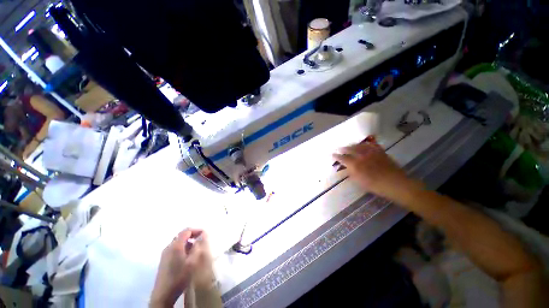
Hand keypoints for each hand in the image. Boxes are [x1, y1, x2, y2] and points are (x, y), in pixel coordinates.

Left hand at [150, 229, 214, 306]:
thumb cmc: (179, 277)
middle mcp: (169, 247)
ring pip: (178, 242)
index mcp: (176, 245)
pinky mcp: (164, 260)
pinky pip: (175, 248)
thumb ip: (198, 246)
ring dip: (188, 242)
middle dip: (193, 235)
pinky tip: (187, 257)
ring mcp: (165, 253)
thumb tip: (203, 234)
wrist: (163, 294)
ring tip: (196, 249)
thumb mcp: (192, 262)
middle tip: (202, 240)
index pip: (187, 231)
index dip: (197, 230)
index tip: (205, 234)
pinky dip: (183, 248)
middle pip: (182, 235)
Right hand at [333, 141, 413, 197]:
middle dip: (343, 149)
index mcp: (355, 164)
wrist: (395, 183)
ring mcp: (371, 152)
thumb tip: (345, 167)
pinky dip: (365, 144)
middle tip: (339, 149)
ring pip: (359, 145)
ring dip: (352, 145)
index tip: (333, 155)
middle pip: (350, 149)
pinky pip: (371, 145)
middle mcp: (362, 156)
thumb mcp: (359, 181)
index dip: (337, 156)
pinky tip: (363, 144)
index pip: (343, 158)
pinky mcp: (380, 151)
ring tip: (349, 146)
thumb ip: (351, 173)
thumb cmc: (375, 185)